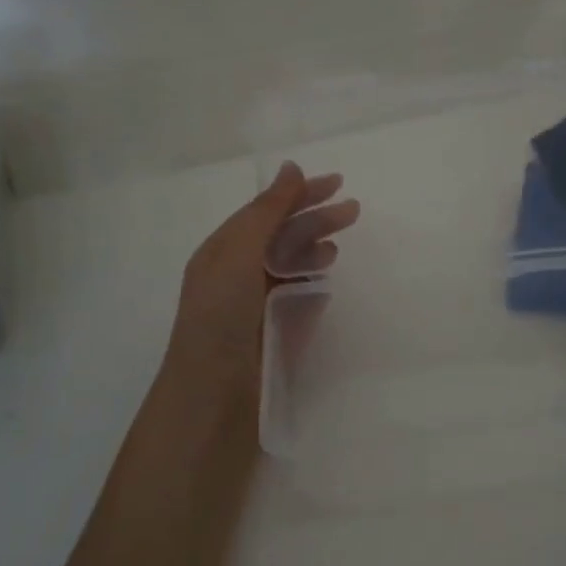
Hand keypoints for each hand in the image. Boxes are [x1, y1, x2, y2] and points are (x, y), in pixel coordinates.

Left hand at [160, 163, 358, 396]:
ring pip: (292, 266)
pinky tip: (326, 282)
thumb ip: (267, 211)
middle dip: (315, 219)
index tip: (337, 182)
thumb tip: (291, 167)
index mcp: (223, 251)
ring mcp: (258, 306)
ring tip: (335, 250)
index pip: (265, 211)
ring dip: (315, 250)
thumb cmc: (220, 317)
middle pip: (282, 236)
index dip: (298, 194)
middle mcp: (238, 274)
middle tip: (353, 211)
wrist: (213, 398)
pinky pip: (299, 299)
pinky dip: (313, 285)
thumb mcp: (238, 253)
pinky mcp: (276, 333)